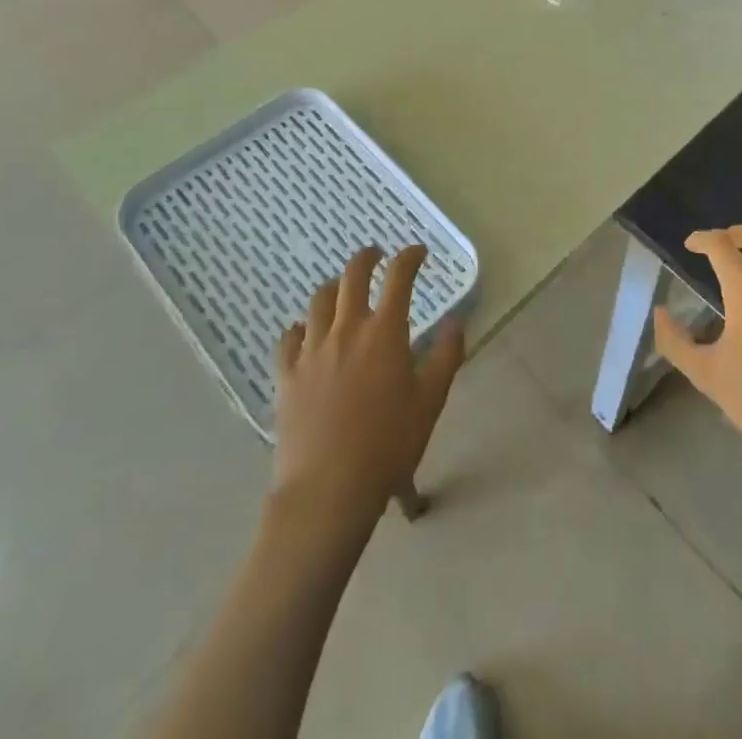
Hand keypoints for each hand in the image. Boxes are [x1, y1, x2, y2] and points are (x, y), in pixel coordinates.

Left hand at [272, 245, 464, 530]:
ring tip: (341, 289)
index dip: (409, 257)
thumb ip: (447, 356)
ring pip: (318, 301)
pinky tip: (305, 332)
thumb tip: (455, 322)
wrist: (328, 489)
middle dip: (367, 258)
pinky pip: (289, 337)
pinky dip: (300, 327)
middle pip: (352, 276)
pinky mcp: (287, 374)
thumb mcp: (431, 401)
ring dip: (333, 287)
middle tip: (376, 255)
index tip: (418, 252)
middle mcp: (347, 329)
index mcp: (385, 332)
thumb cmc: (388, 445)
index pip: (398, 277)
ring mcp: (312, 350)